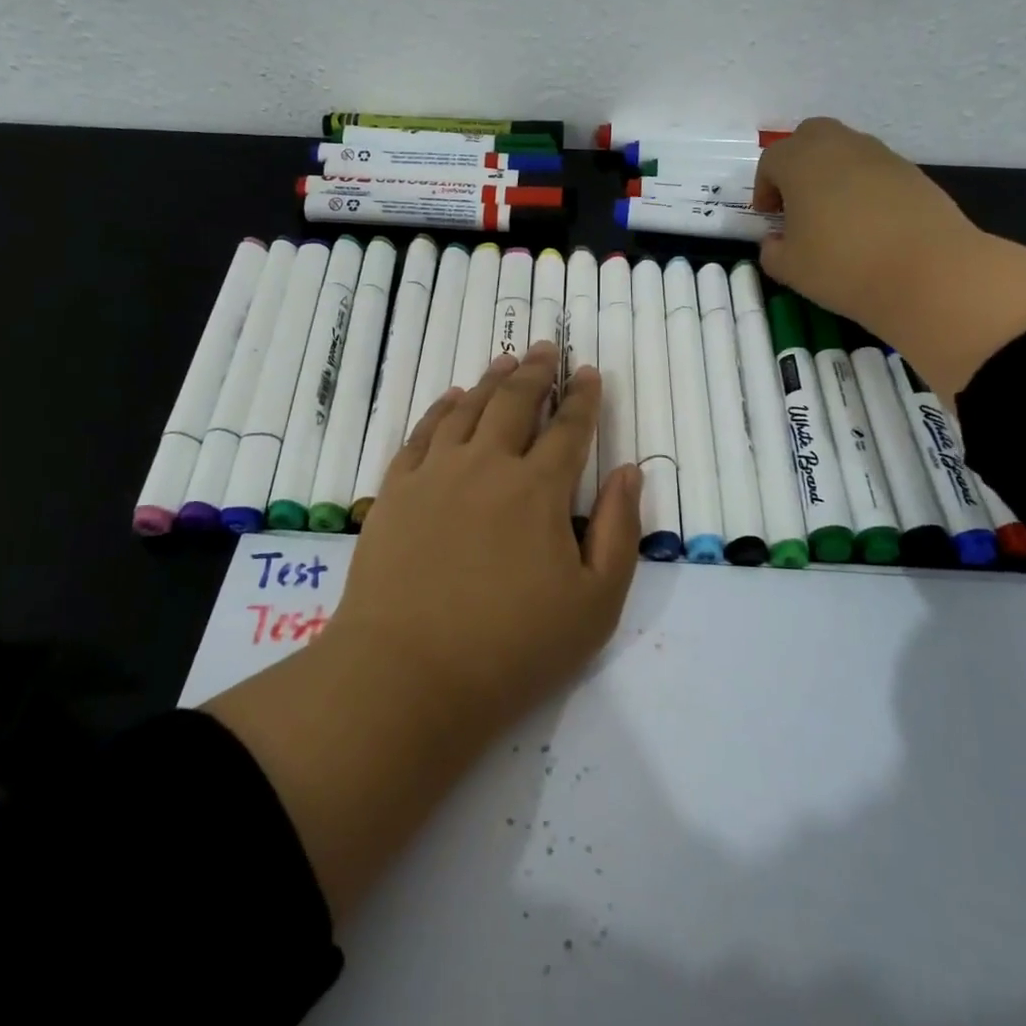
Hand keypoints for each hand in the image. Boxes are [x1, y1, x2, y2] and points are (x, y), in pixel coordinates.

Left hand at [205, 342, 641, 922]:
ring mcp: (436, 474)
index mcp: (540, 489)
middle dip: (538, 373)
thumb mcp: (595, 603)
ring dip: (492, 381)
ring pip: (468, 409)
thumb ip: (620, 531)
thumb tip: (629, 471)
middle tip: (547, 349)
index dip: (583, 397)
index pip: (569, 428)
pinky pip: (422, 433)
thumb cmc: (512, 648)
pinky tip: (451, 398)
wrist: (407, 676)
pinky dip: (441, 409)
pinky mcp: (397, 491)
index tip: (589, 372)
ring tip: (507, 362)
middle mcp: (488, 465)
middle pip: (516, 403)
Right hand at [753, 117, 983, 333]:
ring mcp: (881, 156)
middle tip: (797, 203)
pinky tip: (869, 226)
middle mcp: (840, 146)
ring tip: (834, 217)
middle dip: (797, 164)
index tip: (769, 217)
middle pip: (810, 137)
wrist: (929, 272)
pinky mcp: (913, 173)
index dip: (764, 188)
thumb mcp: (790, 269)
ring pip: (846, 151)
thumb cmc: (843, 266)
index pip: (772, 161)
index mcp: (801, 162)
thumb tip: (776, 242)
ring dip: (832, 175)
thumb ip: (772, 251)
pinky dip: (864, 188)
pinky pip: (875, 171)